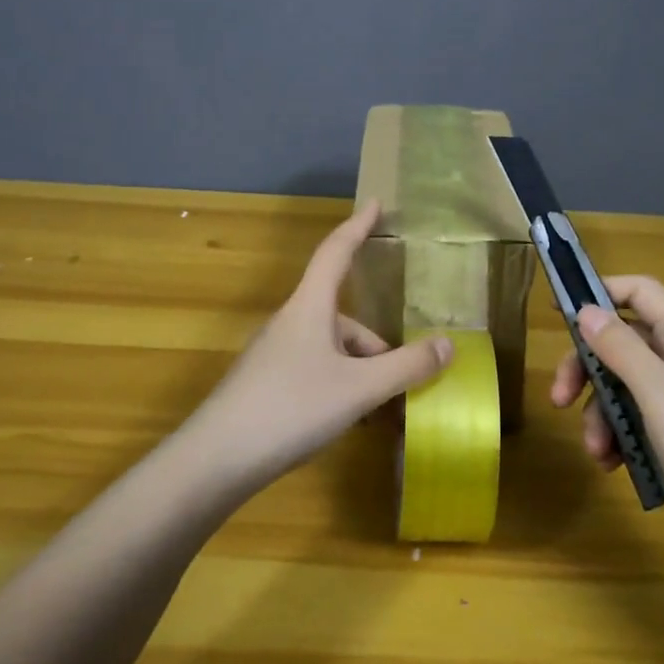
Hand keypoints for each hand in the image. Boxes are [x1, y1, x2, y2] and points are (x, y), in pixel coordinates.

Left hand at [181, 200, 453, 487]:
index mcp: (309, 308)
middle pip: (344, 318)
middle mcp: (290, 323)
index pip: (336, 252)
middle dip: (378, 347)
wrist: (215, 460)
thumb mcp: (359, 389)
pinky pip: (314, 371)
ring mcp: (273, 354)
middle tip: (404, 383)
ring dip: (360, 373)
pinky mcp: (265, 384)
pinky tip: (347, 422)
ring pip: (331, 350)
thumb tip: (448, 345)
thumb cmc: (291, 409)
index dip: (358, 226)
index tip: (376, 203)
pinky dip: (339, 388)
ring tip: (378, 414)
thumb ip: (406, 367)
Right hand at [549, 275, 663, 521]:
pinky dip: (619, 436)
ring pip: (624, 386)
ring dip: (600, 413)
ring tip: (596, 452)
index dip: (602, 292)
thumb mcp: (657, 393)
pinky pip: (637, 419)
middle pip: (622, 343)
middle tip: (559, 398)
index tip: (559, 311)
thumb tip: (587, 309)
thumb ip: (621, 348)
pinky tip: (613, 464)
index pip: (641, 292)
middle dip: (587, 369)